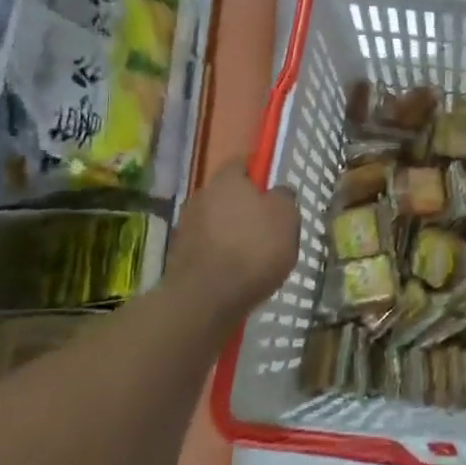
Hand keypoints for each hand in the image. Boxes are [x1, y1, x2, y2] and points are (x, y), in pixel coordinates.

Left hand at [167, 161, 299, 322]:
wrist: (204, 301)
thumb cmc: (253, 249)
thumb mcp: (286, 218)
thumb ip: (283, 198)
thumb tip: (277, 193)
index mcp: (227, 180)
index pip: (243, 163)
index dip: (259, 174)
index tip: (273, 191)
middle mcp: (202, 196)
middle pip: (228, 194)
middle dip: (245, 206)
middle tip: (267, 225)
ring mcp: (186, 227)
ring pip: (216, 221)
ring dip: (232, 231)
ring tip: (253, 254)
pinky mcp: (179, 256)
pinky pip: (208, 246)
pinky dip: (220, 254)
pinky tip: (236, 272)